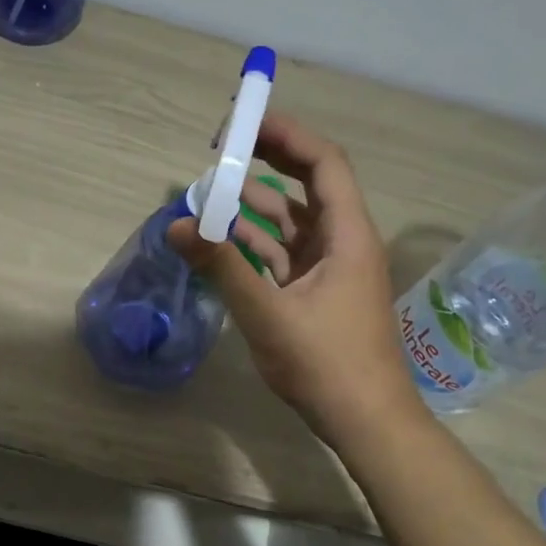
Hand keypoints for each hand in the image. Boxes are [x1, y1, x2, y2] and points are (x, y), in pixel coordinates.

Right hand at [167, 114, 423, 446]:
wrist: (368, 422)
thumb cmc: (327, 365)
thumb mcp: (269, 314)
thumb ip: (223, 267)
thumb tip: (177, 225)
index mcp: (347, 235)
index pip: (323, 163)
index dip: (287, 135)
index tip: (244, 122)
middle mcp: (343, 241)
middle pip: (309, 183)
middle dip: (270, 159)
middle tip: (226, 145)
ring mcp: (331, 268)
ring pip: (293, 220)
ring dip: (256, 204)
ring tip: (213, 192)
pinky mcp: (317, 292)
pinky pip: (284, 252)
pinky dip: (256, 241)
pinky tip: (223, 240)